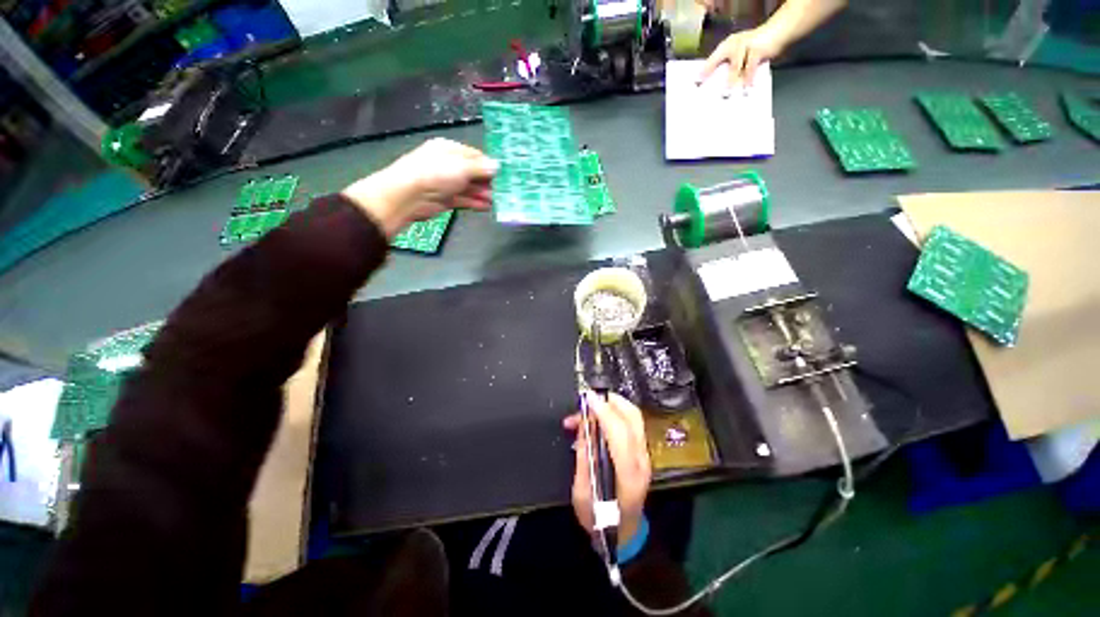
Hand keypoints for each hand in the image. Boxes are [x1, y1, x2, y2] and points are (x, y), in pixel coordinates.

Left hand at [341, 138, 497, 238]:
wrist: (408, 195)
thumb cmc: (434, 173)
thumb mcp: (461, 166)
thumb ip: (481, 167)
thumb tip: (497, 165)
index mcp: (449, 149)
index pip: (474, 155)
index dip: (489, 165)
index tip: (503, 174)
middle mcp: (447, 165)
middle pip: (473, 173)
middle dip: (488, 181)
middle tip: (504, 190)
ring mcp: (445, 183)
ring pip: (469, 188)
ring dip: (483, 194)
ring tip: (498, 200)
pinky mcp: (445, 199)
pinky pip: (464, 200)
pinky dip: (475, 203)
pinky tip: (487, 207)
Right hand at [563, 392, 650, 548]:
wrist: (623, 534)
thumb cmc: (599, 520)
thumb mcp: (582, 494)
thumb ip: (584, 457)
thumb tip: (583, 426)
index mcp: (628, 476)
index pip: (620, 434)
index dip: (604, 413)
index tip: (587, 398)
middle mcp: (642, 460)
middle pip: (632, 418)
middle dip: (609, 401)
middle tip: (586, 400)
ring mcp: (645, 455)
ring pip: (633, 416)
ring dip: (610, 405)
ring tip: (586, 411)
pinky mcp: (641, 451)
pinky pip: (630, 423)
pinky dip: (613, 413)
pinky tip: (596, 419)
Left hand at [698, 26, 784, 87]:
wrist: (779, 29)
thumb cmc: (757, 47)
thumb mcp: (742, 55)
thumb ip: (731, 68)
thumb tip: (721, 87)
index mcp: (727, 45)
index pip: (712, 58)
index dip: (705, 70)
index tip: (697, 83)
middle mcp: (734, 43)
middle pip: (720, 61)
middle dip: (713, 75)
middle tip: (707, 89)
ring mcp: (746, 44)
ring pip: (735, 67)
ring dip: (731, 82)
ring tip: (727, 95)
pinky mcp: (758, 49)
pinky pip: (751, 67)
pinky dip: (749, 78)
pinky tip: (748, 88)